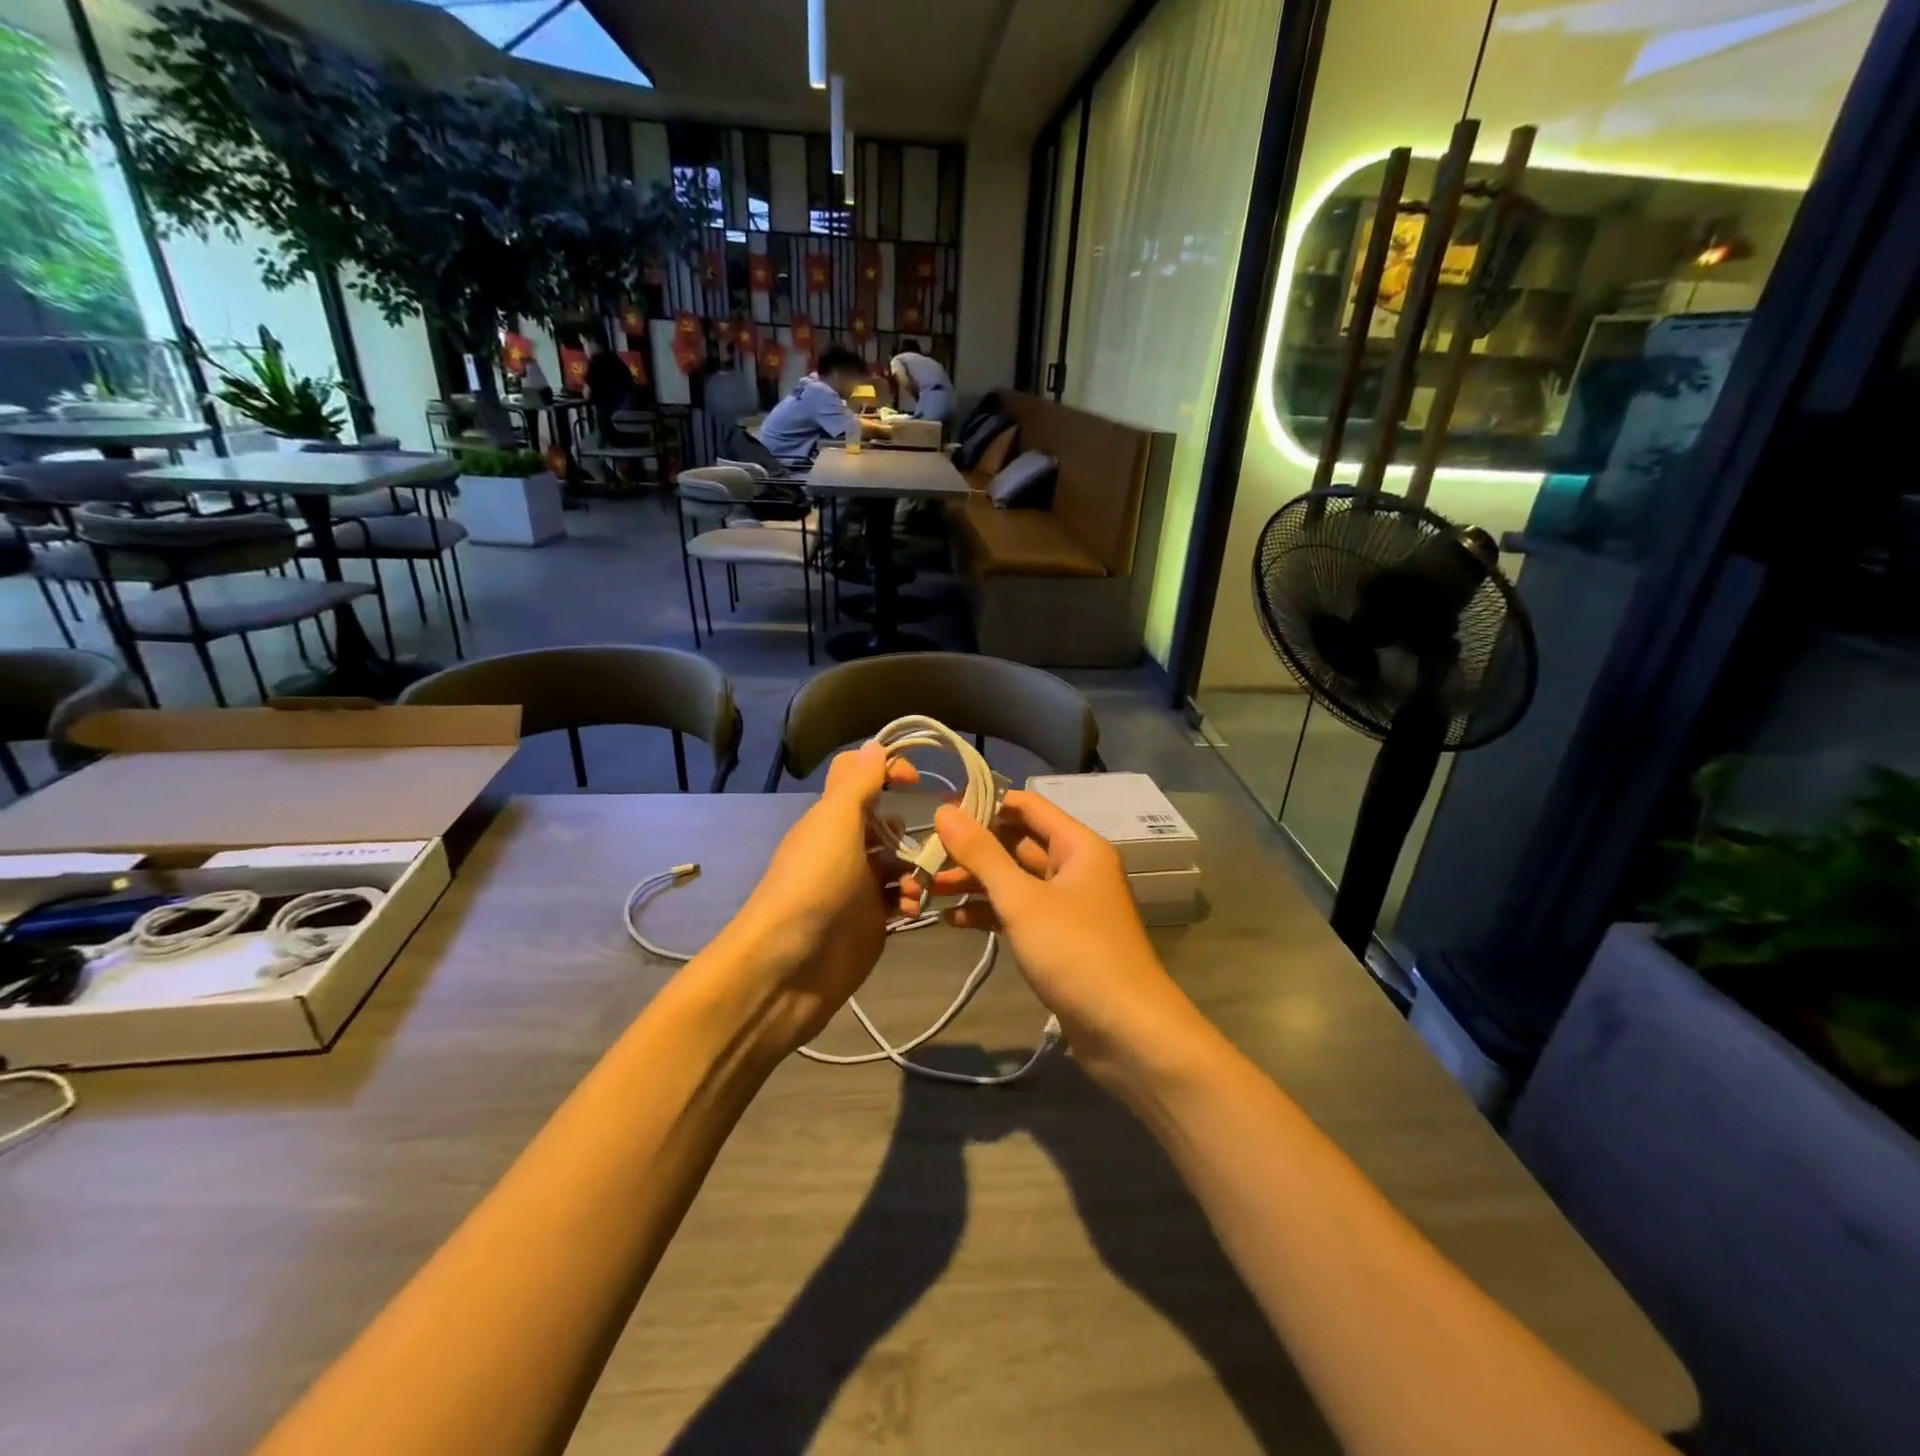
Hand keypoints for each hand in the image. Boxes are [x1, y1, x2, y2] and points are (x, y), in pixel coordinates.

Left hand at [719, 743, 915, 1051]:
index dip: (888, 769)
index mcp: (833, 818)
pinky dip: (911, 900)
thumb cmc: (814, 884)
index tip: (918, 780)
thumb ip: (858, 784)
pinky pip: (900, 899)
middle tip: (939, 840)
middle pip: (887, 823)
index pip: (860, 777)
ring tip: (921, 886)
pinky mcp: (870, 921)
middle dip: (912, 829)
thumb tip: (875, 745)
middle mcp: (845, 847)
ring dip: (917, 869)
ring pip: (899, 863)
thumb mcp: (836, 824)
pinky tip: (913, 910)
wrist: (789, 967)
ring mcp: (858, 886)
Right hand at [901, 790, 1193, 1081]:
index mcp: (1077, 846)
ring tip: (928, 889)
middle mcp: (1075, 868)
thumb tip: (945, 810)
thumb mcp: (1022, 899)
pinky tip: (952, 921)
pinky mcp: (1059, 939)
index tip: (940, 814)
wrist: (1126, 1031)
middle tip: (924, 857)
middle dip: (972, 850)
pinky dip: (989, 914)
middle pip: (1017, 844)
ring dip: (975, 883)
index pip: (1027, 806)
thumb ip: (982, 853)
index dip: (984, 805)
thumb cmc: (1075, 952)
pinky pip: (1019, 913)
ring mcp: (1068, 905)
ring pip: (1015, 881)